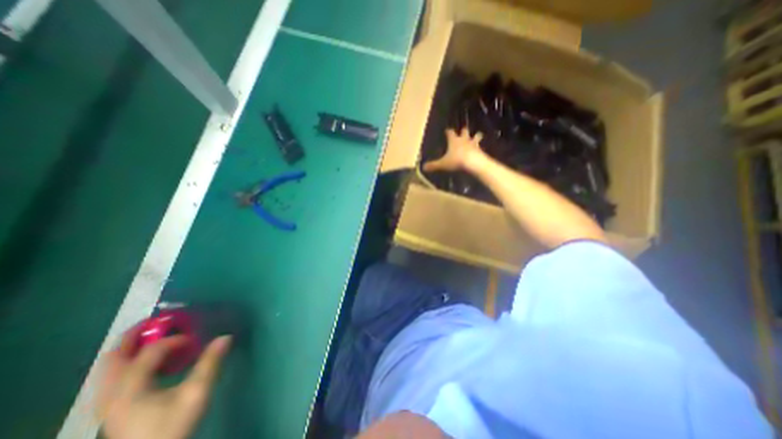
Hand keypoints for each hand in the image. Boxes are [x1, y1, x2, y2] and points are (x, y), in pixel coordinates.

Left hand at [96, 333, 229, 438]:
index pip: (150, 352)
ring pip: (110, 366)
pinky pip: (116, 375)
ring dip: (133, 346)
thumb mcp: (196, 394)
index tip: (195, 340)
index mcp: (129, 389)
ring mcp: (109, 402)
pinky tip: (152, 361)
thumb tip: (226, 336)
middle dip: (138, 334)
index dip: (174, 340)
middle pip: (114, 356)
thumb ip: (210, 362)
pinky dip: (131, 360)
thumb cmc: (171, 428)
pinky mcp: (114, 407)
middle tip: (162, 320)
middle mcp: (112, 393)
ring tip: (156, 335)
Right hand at [421, 128, 483, 170]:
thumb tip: (423, 167)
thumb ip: (434, 165)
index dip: (448, 132)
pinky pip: (480, 147)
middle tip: (463, 130)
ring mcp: (473, 144)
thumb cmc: (457, 160)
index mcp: (454, 140)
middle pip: (464, 132)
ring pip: (476, 136)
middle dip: (464, 131)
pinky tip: (480, 150)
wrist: (474, 163)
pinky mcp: (480, 150)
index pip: (450, 133)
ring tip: (477, 135)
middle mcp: (464, 140)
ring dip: (476, 136)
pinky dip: (479, 147)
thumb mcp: (443, 164)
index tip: (447, 131)